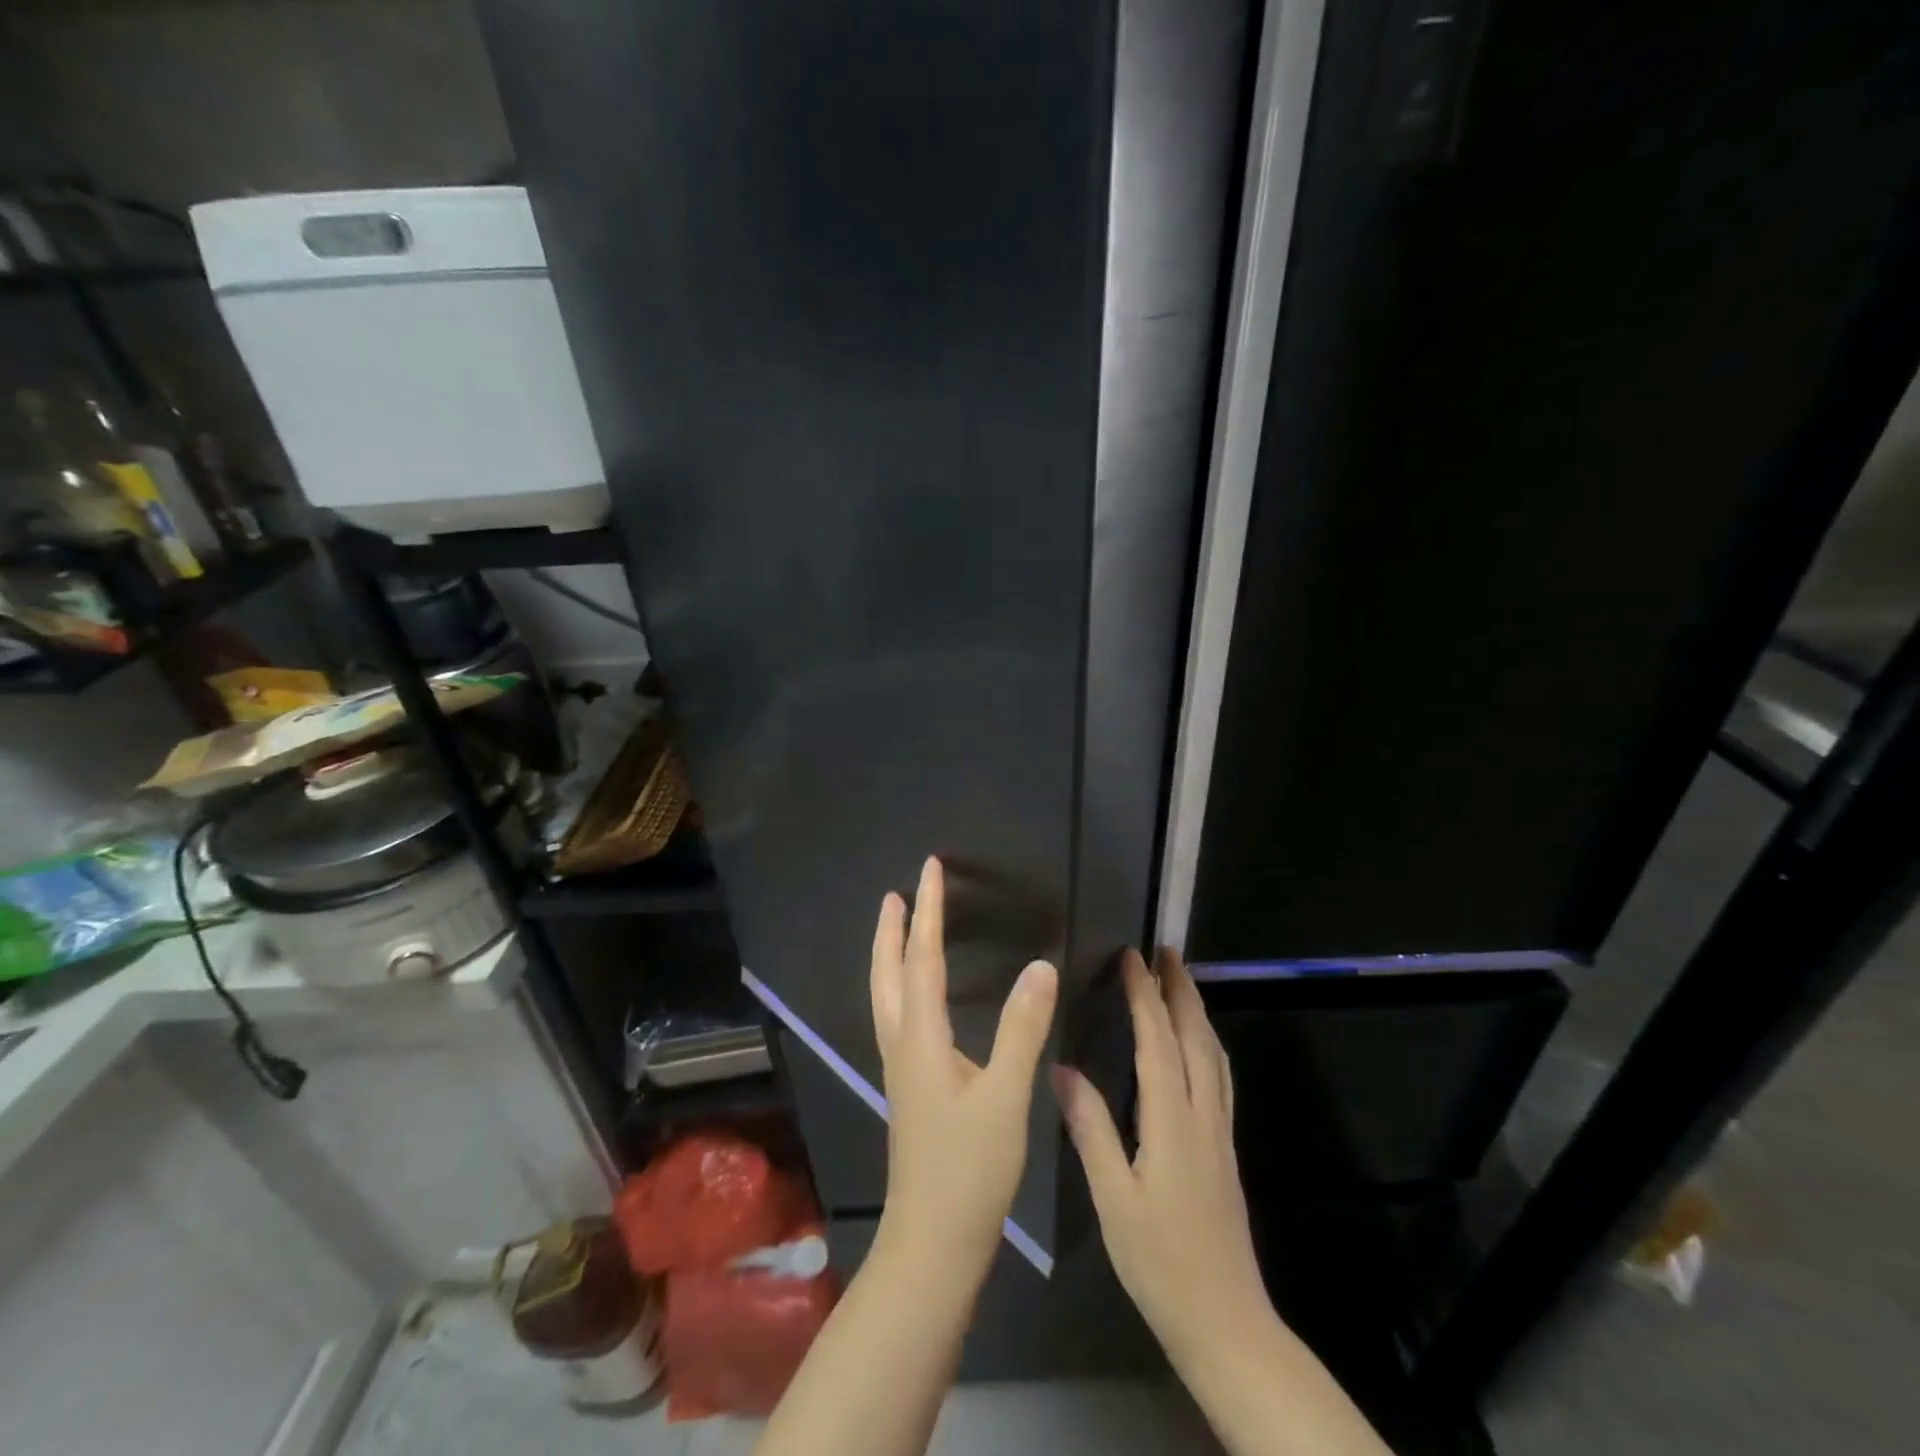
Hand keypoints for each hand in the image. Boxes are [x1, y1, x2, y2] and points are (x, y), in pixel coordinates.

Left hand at [870, 856, 1058, 1283]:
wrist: (933, 1242)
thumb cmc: (970, 1169)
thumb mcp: (1005, 1096)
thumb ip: (1022, 1029)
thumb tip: (1040, 965)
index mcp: (921, 1038)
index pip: (923, 958)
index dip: (928, 911)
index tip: (930, 869)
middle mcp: (902, 1045)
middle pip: (889, 974)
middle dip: (891, 929)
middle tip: (896, 893)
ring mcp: (901, 1068)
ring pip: (887, 996)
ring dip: (891, 956)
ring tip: (899, 929)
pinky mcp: (910, 1087)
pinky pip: (898, 1017)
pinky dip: (901, 986)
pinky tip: (918, 997)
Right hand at [1052, 947, 1269, 1368]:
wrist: (1225, 1320)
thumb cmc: (1159, 1259)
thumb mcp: (1112, 1197)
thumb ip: (1090, 1128)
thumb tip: (1060, 1069)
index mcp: (1172, 1120)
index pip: (1158, 1040)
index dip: (1144, 995)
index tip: (1130, 957)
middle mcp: (1203, 1114)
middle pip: (1196, 1036)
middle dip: (1180, 989)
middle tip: (1166, 950)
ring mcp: (1220, 1131)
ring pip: (1214, 1054)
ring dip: (1197, 1010)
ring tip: (1181, 981)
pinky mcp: (1225, 1148)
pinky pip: (1219, 1075)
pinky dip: (1207, 1042)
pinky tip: (1199, 1045)